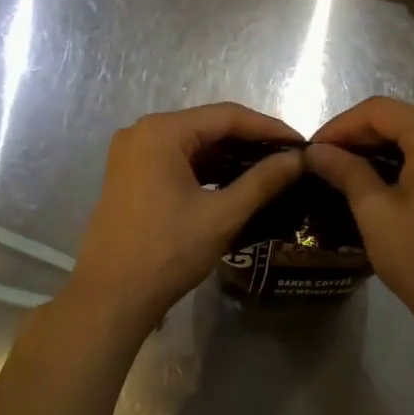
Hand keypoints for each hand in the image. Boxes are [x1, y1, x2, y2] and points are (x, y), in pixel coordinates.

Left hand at [66, 103, 303, 342]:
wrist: (111, 298)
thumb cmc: (167, 251)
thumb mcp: (222, 215)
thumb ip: (263, 181)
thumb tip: (299, 159)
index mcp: (162, 131)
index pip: (227, 116)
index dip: (269, 127)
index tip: (303, 144)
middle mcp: (142, 132)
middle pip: (208, 126)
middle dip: (250, 141)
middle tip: (289, 158)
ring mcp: (132, 154)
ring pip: (193, 144)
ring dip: (229, 156)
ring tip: (270, 171)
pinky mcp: (130, 175)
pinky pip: (177, 161)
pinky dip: (207, 169)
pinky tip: (235, 183)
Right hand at [307, 97, 413, 338]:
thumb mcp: (375, 213)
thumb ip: (346, 171)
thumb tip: (315, 151)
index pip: (381, 110)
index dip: (342, 124)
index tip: (313, 148)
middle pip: (401, 118)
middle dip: (360, 134)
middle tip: (325, 158)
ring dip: (380, 145)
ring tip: (345, 167)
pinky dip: (403, 157)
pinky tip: (378, 177)